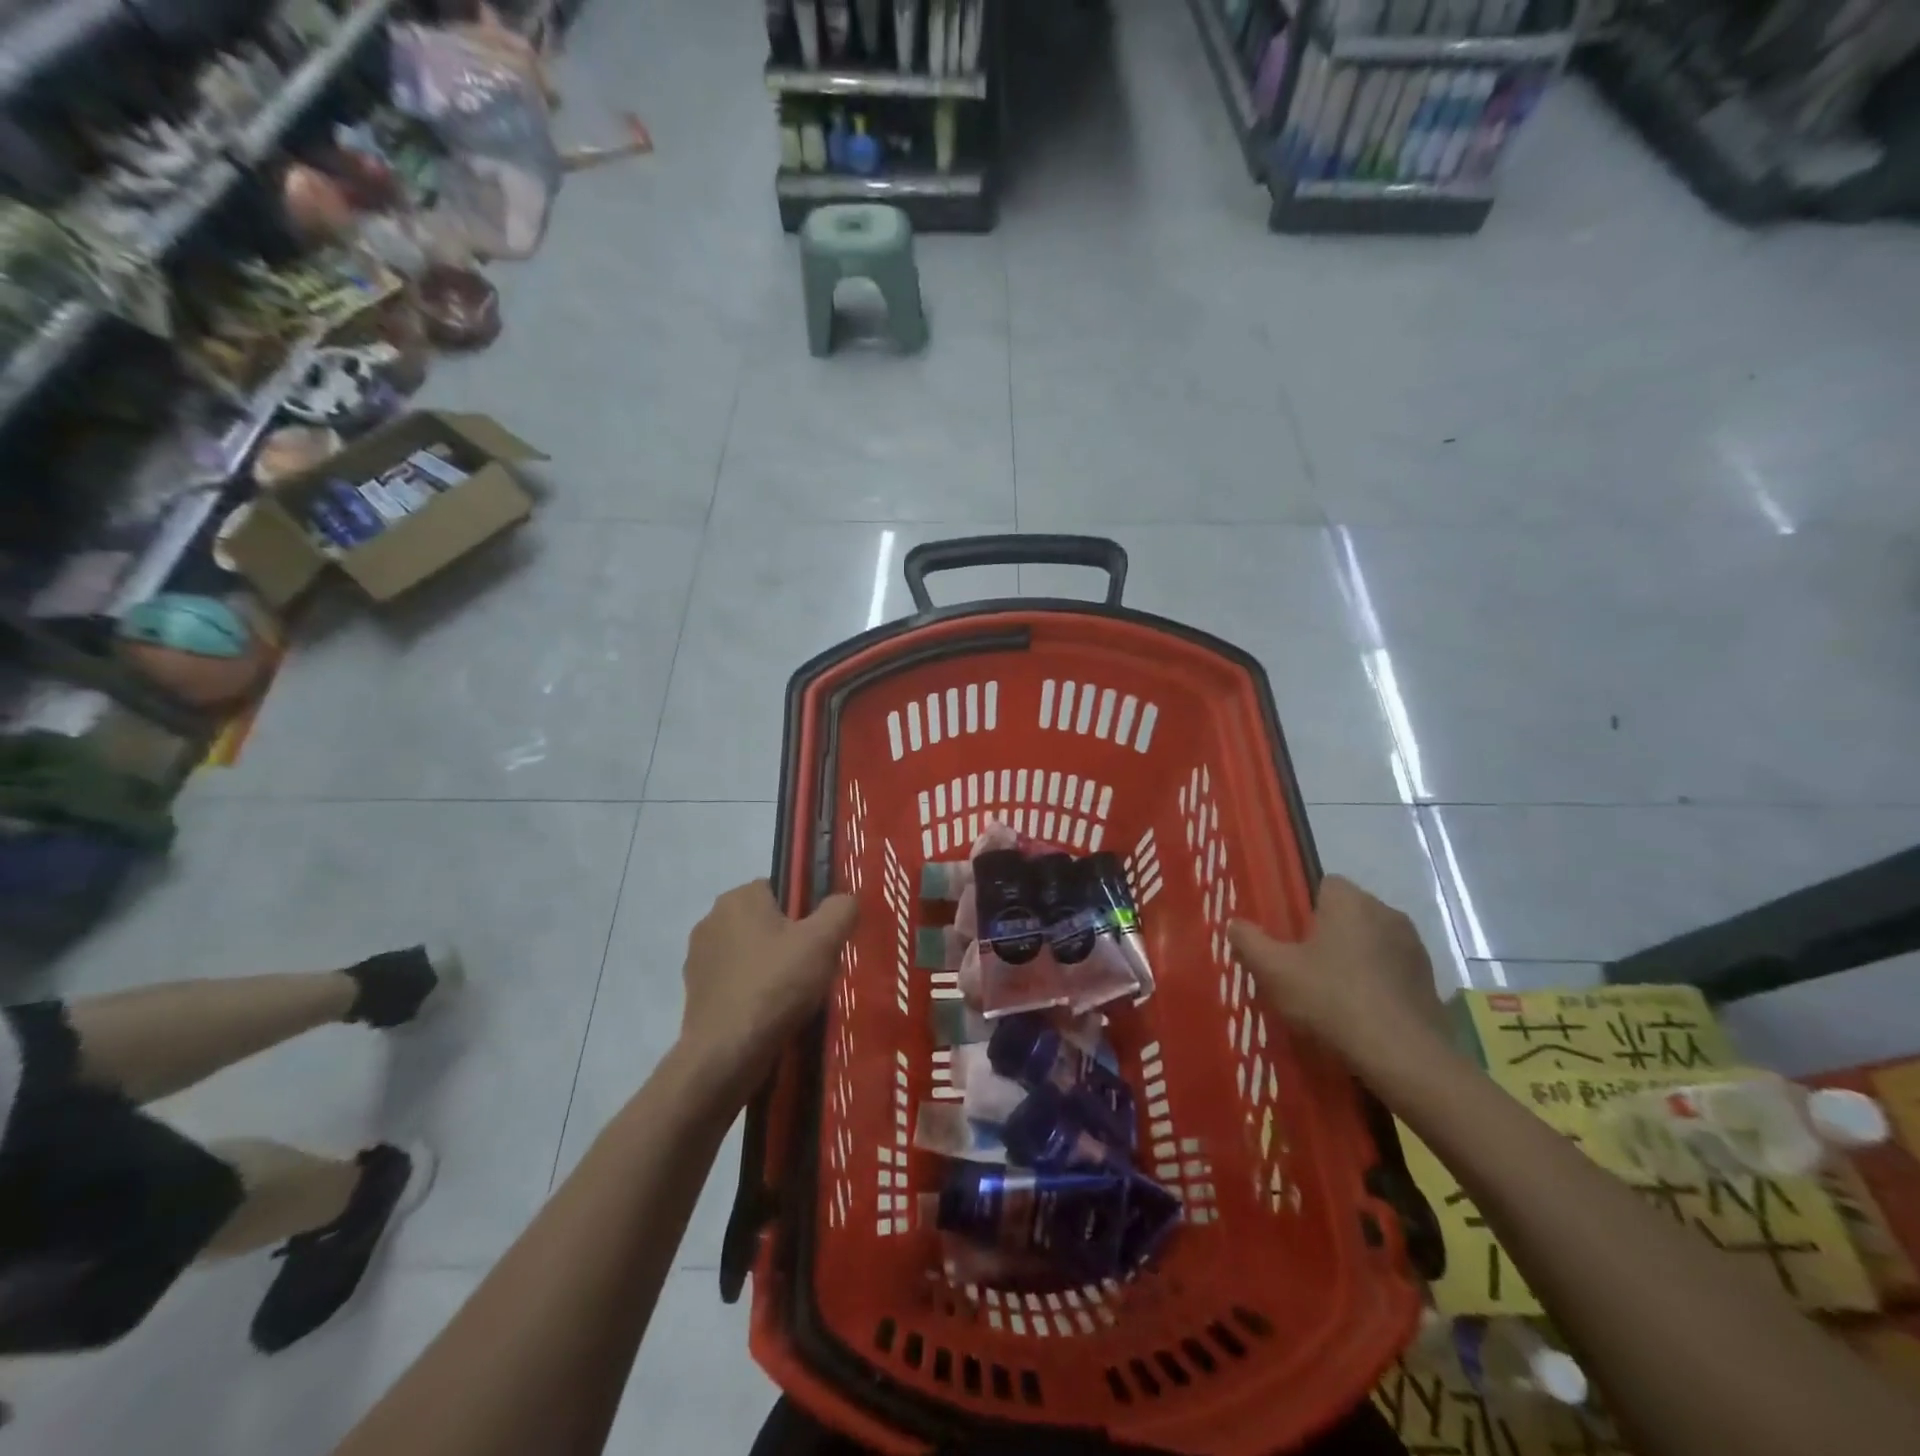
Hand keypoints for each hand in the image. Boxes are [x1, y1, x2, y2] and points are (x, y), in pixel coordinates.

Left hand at [678, 880, 857, 1101]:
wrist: (726, 1054)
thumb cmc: (776, 985)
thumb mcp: (824, 941)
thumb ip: (841, 909)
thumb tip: (845, 900)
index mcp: (738, 898)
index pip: (781, 889)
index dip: (806, 912)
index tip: (821, 939)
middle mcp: (711, 919)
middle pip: (766, 921)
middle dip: (789, 940)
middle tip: (814, 969)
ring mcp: (699, 958)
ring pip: (750, 952)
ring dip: (770, 967)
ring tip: (795, 997)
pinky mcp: (695, 992)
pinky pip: (735, 981)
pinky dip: (753, 991)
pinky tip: (771, 1014)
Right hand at [1228, 875, 1445, 1074]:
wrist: (1403, 1055)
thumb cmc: (1332, 1000)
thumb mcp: (1275, 971)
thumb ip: (1249, 942)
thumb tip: (1234, 923)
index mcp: (1350, 902)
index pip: (1325, 884)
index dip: (1304, 907)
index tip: (1290, 936)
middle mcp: (1387, 913)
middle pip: (1349, 913)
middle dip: (1329, 933)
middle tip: (1304, 966)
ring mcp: (1413, 947)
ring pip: (1372, 941)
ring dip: (1355, 957)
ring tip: (1332, 992)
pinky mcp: (1430, 980)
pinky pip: (1392, 969)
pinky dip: (1377, 982)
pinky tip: (1361, 1011)